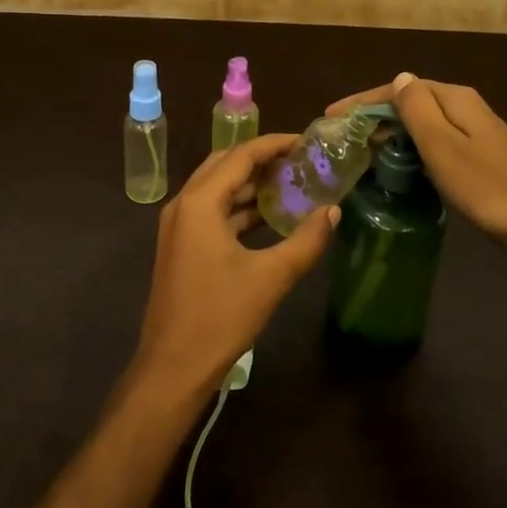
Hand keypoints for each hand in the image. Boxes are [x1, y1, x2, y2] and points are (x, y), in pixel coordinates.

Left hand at [130, 134, 339, 404]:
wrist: (173, 367)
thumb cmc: (220, 317)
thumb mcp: (271, 277)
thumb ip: (305, 240)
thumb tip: (333, 211)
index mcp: (200, 202)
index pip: (240, 155)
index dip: (274, 144)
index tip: (306, 141)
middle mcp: (184, 204)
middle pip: (225, 164)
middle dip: (261, 158)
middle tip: (299, 159)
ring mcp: (178, 225)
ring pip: (217, 188)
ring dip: (249, 183)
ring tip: (290, 182)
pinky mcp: (181, 245)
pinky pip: (212, 211)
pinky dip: (238, 207)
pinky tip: (268, 216)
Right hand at [328, 73, 506, 267]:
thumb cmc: (487, 185)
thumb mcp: (443, 145)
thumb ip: (417, 109)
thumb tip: (400, 78)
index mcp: (454, 98)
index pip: (398, 90)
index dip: (361, 101)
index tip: (330, 117)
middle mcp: (464, 108)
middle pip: (410, 103)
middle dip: (374, 117)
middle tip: (342, 139)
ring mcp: (475, 133)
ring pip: (422, 125)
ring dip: (391, 134)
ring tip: (362, 153)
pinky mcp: (480, 158)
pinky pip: (434, 144)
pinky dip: (411, 150)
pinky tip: (399, 168)